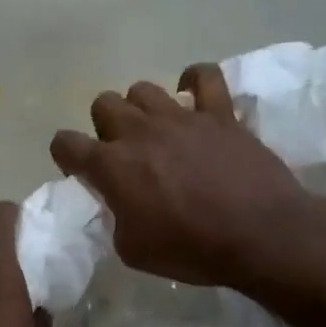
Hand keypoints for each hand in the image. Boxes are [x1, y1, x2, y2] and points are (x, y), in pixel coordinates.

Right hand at [50, 64, 314, 290]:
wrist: (259, 235)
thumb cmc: (191, 250)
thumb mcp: (133, 250)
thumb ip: (116, 220)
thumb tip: (120, 206)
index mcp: (112, 166)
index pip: (66, 143)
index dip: (66, 156)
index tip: (81, 172)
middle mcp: (139, 132)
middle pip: (103, 104)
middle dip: (105, 127)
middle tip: (122, 153)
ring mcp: (180, 117)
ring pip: (143, 89)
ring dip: (142, 109)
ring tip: (156, 131)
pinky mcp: (219, 113)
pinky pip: (203, 76)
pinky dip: (194, 81)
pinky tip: (192, 97)